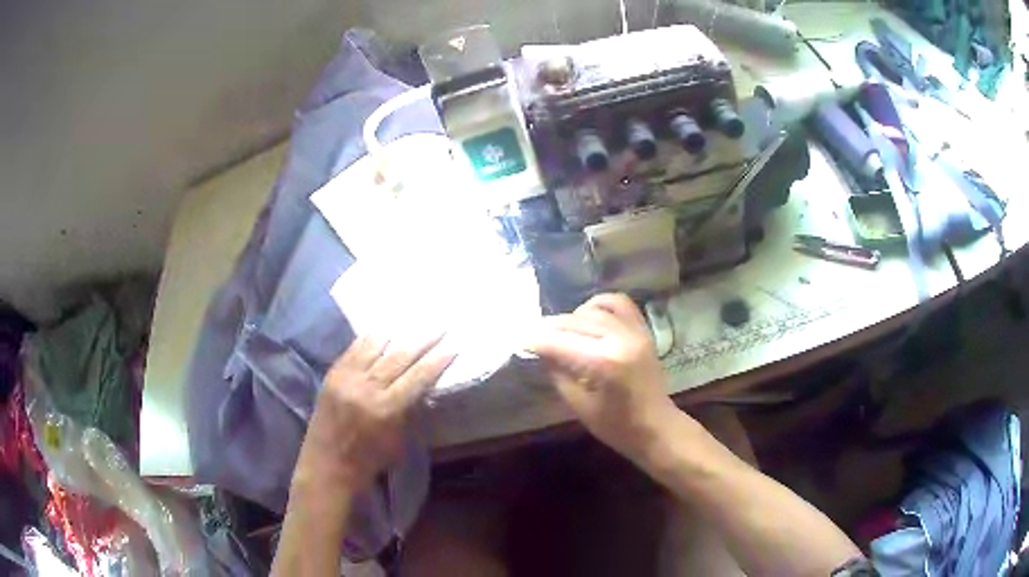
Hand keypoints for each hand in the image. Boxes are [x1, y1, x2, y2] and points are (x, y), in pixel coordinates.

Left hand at [293, 334, 455, 492]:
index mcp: (387, 409)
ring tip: (414, 321)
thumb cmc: (368, 461)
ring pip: (375, 348)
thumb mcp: (398, 442)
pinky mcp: (332, 375)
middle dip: (423, 340)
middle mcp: (367, 388)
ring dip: (397, 334)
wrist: (327, 465)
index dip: (436, 361)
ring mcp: (347, 379)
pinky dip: (369, 339)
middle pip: (400, 357)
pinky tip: (380, 328)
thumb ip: (408, 412)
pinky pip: (353, 350)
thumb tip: (421, 388)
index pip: (418, 378)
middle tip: (440, 325)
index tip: (452, 347)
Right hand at [528, 293, 678, 459]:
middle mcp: (620, 339)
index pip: (560, 342)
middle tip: (535, 336)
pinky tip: (588, 317)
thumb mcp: (579, 404)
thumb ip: (558, 372)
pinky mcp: (643, 330)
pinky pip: (619, 304)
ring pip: (595, 309)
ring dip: (573, 317)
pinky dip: (600, 305)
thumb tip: (540, 350)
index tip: (521, 341)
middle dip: (551, 328)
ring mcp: (634, 331)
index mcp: (604, 362)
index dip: (537, 340)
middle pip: (576, 322)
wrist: (656, 426)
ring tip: (563, 330)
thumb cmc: (616, 425)